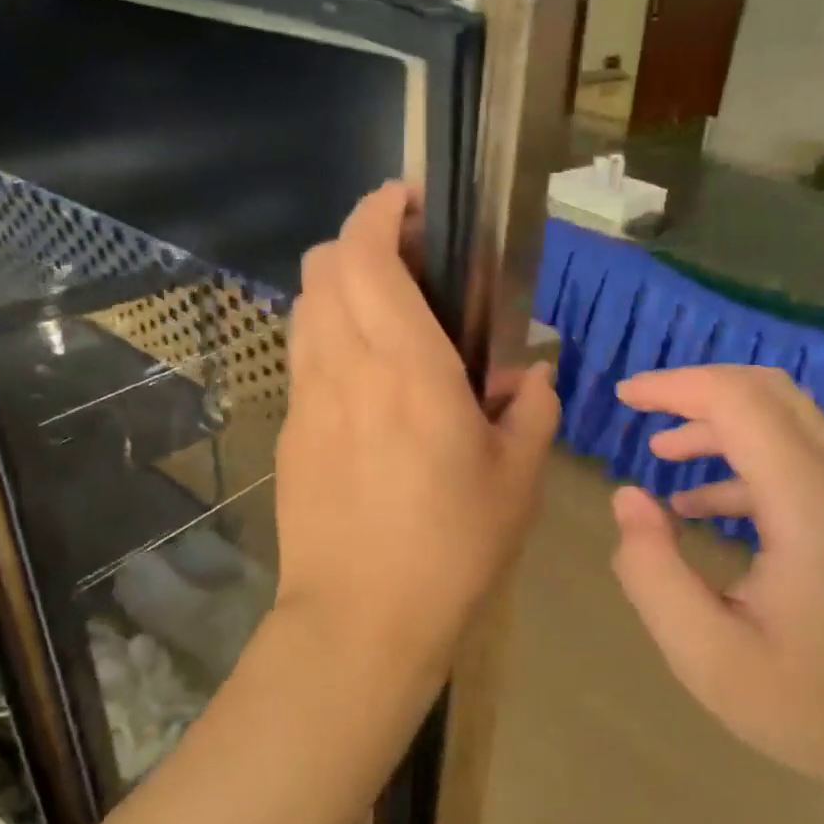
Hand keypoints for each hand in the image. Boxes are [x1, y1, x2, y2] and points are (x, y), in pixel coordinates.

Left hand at [273, 183, 558, 694]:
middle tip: (411, 264)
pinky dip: (330, 337)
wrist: (360, 620)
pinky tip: (368, 382)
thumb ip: (533, 410)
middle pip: (323, 265)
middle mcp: (345, 367)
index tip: (410, 202)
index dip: (380, 210)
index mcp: (407, 368)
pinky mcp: (290, 432)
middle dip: (360, 241)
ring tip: (388, 318)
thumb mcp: (518, 479)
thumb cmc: (451, 548)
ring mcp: (307, 399)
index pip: (367, 254)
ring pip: (306, 306)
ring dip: (341, 288)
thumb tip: (531, 377)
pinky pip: (305, 357)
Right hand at [610, 365, 823, 810]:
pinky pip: (802, 460)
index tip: (624, 395)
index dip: (676, 386)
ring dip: (720, 423)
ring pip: (788, 421)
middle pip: (769, 393)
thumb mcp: (710, 659)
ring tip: (662, 452)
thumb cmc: (821, 713)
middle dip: (697, 389)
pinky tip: (703, 506)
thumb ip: (653, 573)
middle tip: (640, 408)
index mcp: (811, 509)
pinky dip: (746, 461)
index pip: (740, 402)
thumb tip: (628, 498)